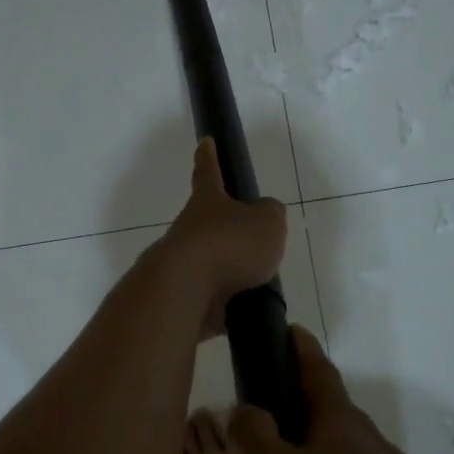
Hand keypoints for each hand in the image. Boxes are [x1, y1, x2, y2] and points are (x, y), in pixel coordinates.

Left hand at [159, 138, 288, 339]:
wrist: (186, 291)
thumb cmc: (229, 244)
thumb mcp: (267, 222)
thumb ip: (271, 215)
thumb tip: (265, 216)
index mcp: (207, 201)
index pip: (208, 171)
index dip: (208, 156)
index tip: (204, 142)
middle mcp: (189, 228)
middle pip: (207, 222)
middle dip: (225, 227)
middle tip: (250, 237)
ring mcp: (183, 264)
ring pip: (209, 262)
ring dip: (230, 270)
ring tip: (258, 281)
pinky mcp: (183, 297)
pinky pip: (211, 298)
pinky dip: (228, 304)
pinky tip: (246, 311)